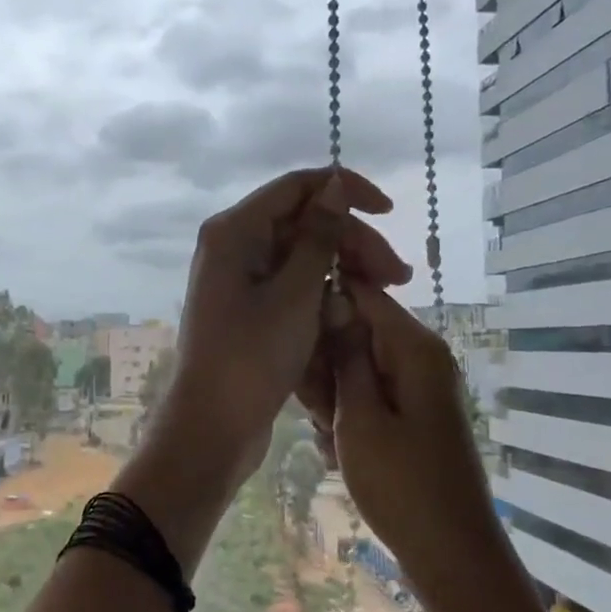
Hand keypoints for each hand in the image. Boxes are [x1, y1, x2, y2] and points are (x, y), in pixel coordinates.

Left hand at [159, 167, 409, 483]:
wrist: (212, 427)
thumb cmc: (252, 358)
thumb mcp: (295, 294)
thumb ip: (319, 236)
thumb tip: (334, 184)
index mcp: (234, 231)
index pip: (297, 187)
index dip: (345, 191)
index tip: (388, 212)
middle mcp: (233, 246)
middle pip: (303, 223)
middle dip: (352, 242)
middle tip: (398, 276)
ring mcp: (239, 279)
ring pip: (301, 256)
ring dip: (342, 269)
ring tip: (385, 294)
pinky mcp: (249, 309)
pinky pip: (292, 285)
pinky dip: (322, 293)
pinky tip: (350, 312)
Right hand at [306, 286, 494, 588]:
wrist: (449, 554)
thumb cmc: (401, 484)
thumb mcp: (359, 417)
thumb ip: (345, 355)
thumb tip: (334, 296)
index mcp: (414, 347)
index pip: (362, 293)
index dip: (322, 304)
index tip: (290, 336)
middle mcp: (419, 358)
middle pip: (357, 332)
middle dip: (325, 363)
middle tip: (313, 407)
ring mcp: (417, 388)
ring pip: (356, 369)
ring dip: (332, 396)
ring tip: (327, 435)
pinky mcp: (411, 416)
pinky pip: (368, 397)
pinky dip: (348, 419)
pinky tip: (339, 451)